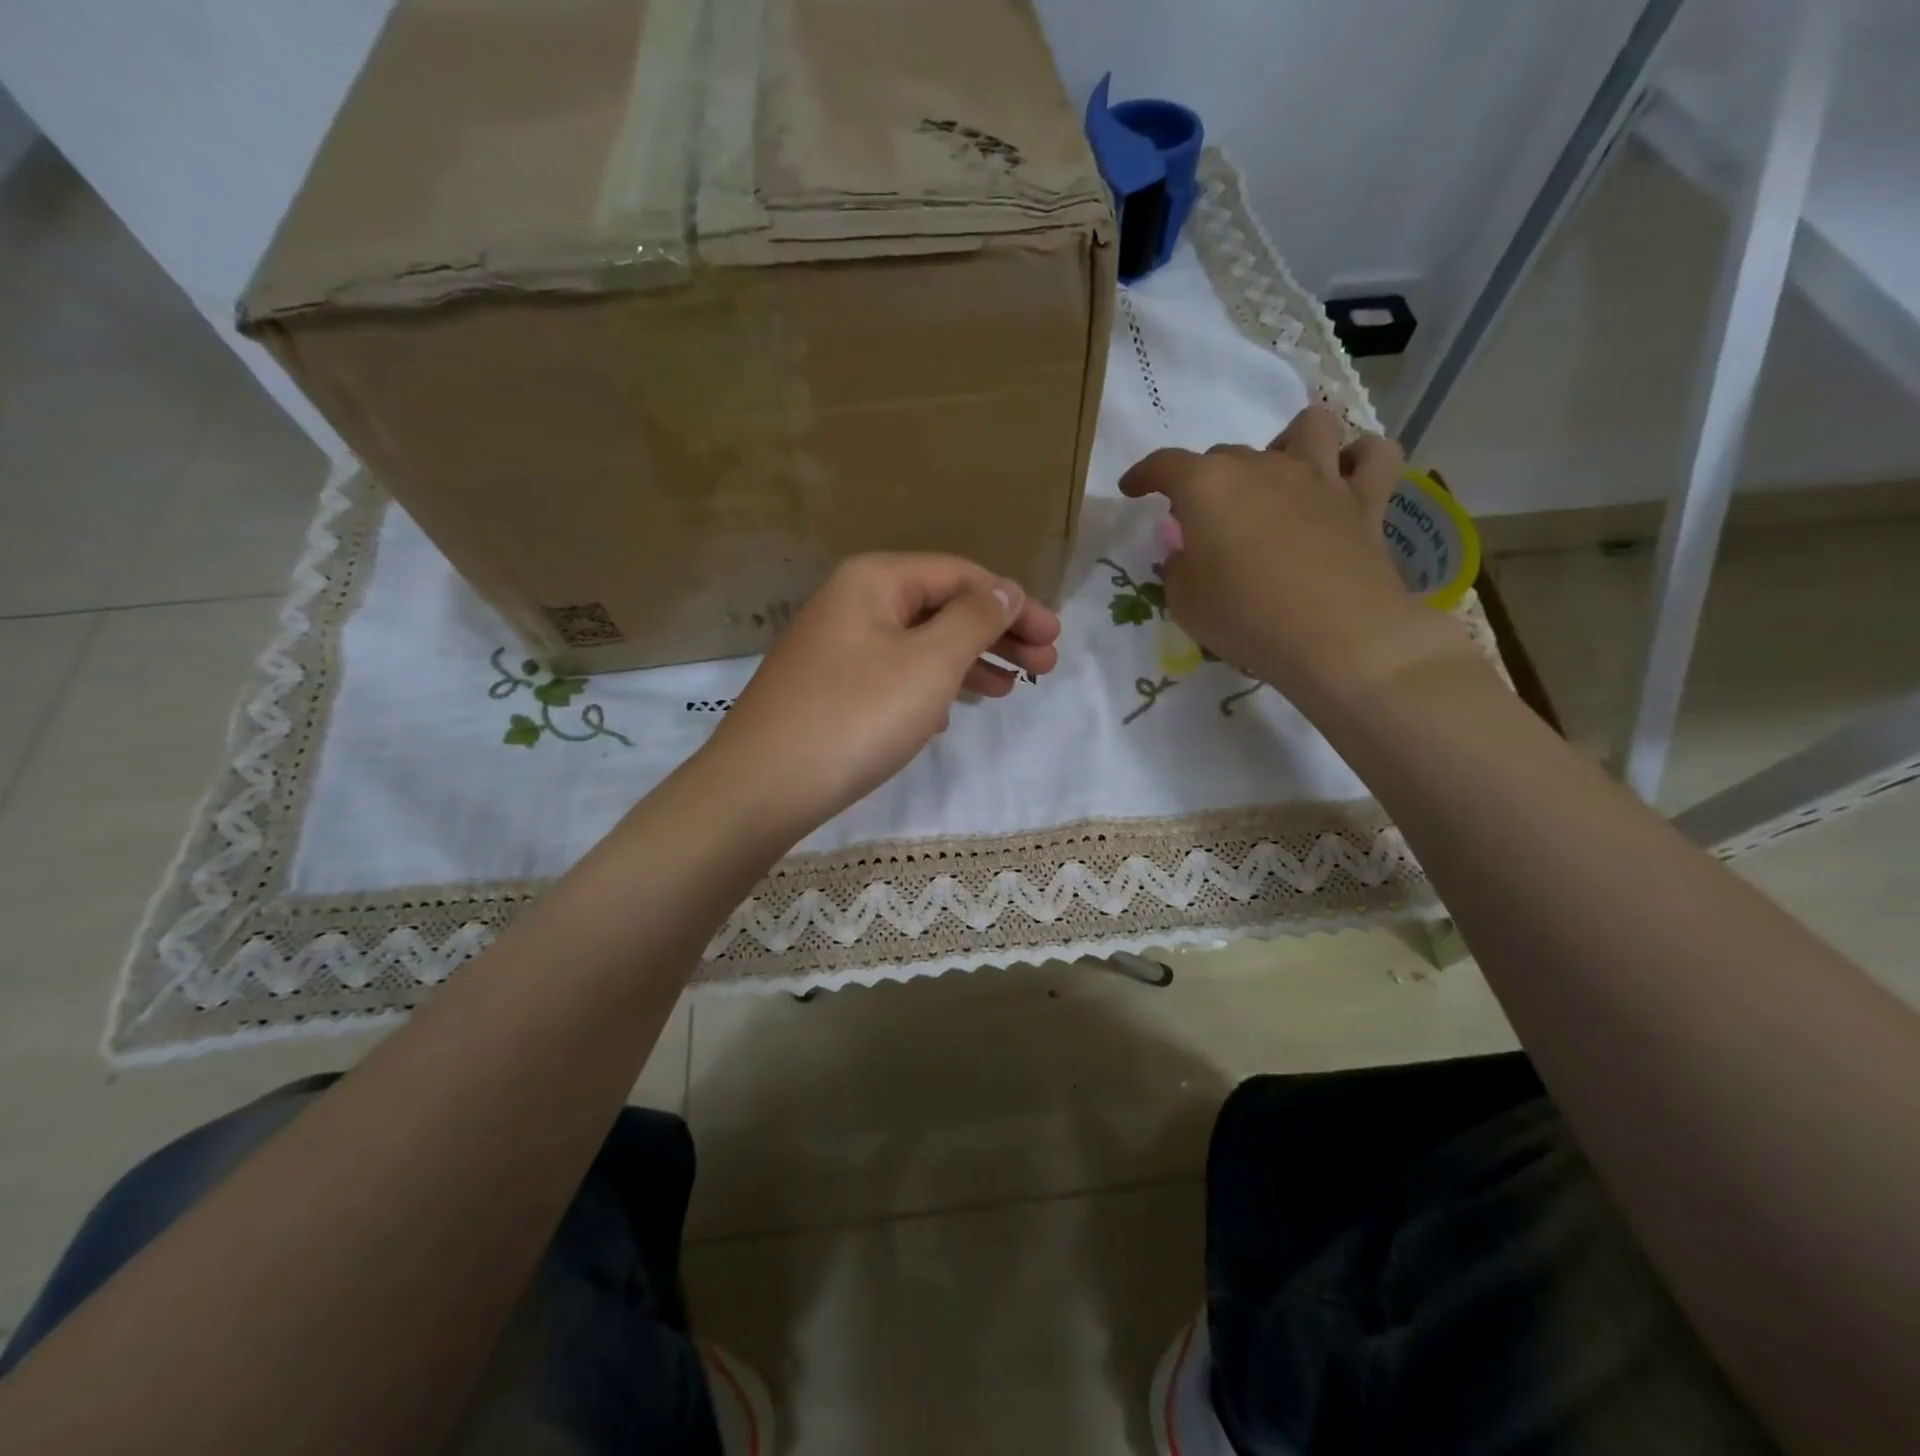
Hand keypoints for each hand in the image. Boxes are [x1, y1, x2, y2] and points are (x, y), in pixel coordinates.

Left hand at [705, 553, 1060, 834]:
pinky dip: (931, 687)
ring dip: (970, 663)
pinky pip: (895, 674)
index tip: (1054, 637)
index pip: (960, 575)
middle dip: (998, 635)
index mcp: (875, 580)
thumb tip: (1005, 589)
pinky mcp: (831, 689)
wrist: (762, 787)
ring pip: (920, 644)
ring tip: (1011, 689)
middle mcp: (854, 603)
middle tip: (1046, 667)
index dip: (1014, 603)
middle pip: (941, 608)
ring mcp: (838, 648)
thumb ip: (975, 619)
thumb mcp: (929, 662)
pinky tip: (951, 713)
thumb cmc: (856, 716)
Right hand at [1121, 405, 1475, 706]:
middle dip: (1208, 479)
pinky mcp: (1364, 501)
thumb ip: (1178, 568)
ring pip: (1308, 428)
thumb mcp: (1185, 603)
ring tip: (1279, 477)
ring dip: (1288, 444)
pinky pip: (1372, 456)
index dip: (1143, 475)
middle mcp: (1262, 467)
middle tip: (1205, 519)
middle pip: (1227, 453)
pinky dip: (1358, 460)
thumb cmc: (1245, 617)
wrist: (1335, 637)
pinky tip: (1344, 479)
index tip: (1132, 489)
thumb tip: (1187, 552)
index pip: (1164, 465)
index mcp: (1208, 487)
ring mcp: (1319, 478)